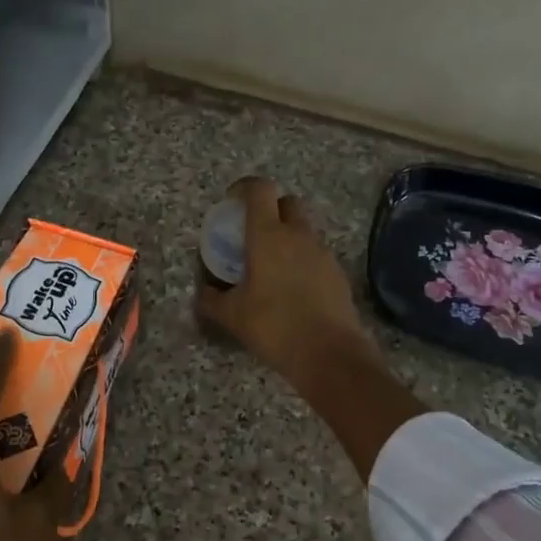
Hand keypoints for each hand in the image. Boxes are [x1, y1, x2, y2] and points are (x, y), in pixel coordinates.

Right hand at [196, 176, 379, 383]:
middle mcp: (298, 235)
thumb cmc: (274, 326)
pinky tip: (294, 289)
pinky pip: (316, 254)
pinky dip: (303, 260)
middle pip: (288, 202)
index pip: (260, 189)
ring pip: (304, 229)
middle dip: (271, 208)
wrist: (329, 353)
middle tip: (255, 233)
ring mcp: (322, 252)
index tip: (232, 201)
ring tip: (272, 266)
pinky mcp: (337, 272)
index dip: (245, 187)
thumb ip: (212, 300)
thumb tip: (203, 293)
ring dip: (288, 236)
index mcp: (268, 235)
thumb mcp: (232, 316)